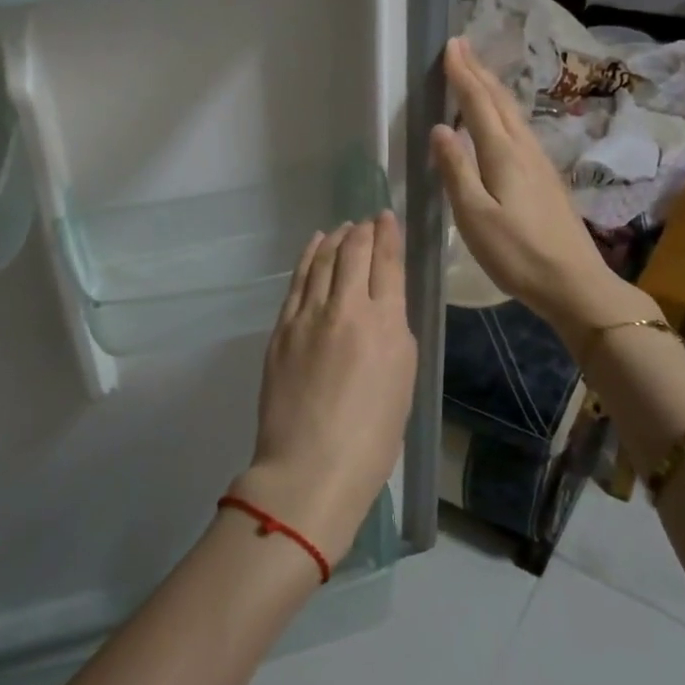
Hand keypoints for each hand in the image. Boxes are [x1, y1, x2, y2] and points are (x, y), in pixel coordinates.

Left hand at [235, 214, 416, 563]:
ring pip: (323, 260)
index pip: (387, 264)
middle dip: (363, 231)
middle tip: (368, 221)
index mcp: (385, 325)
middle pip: (354, 253)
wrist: (310, 467)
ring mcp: (308, 316)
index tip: (386, 218)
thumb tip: (382, 307)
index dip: (387, 236)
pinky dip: (309, 257)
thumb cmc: (372, 438)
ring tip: (343, 227)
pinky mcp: (282, 328)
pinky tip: (315, 246)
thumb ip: (394, 334)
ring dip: (336, 239)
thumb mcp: (403, 382)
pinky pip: (298, 281)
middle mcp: (346, 309)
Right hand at [430, 37, 656, 340]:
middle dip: (478, 72)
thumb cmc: (517, 253)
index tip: (451, 46)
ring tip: (477, 73)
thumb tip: (440, 128)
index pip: (479, 104)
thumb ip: (456, 170)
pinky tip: (500, 119)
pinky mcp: (545, 177)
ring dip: (492, 88)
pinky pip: (519, 129)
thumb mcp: (474, 216)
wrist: (573, 282)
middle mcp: (524, 149)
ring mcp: (539, 162)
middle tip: (461, 46)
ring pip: (512, 113)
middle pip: (499, 102)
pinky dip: (503, 111)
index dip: (463, 75)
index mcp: (503, 155)